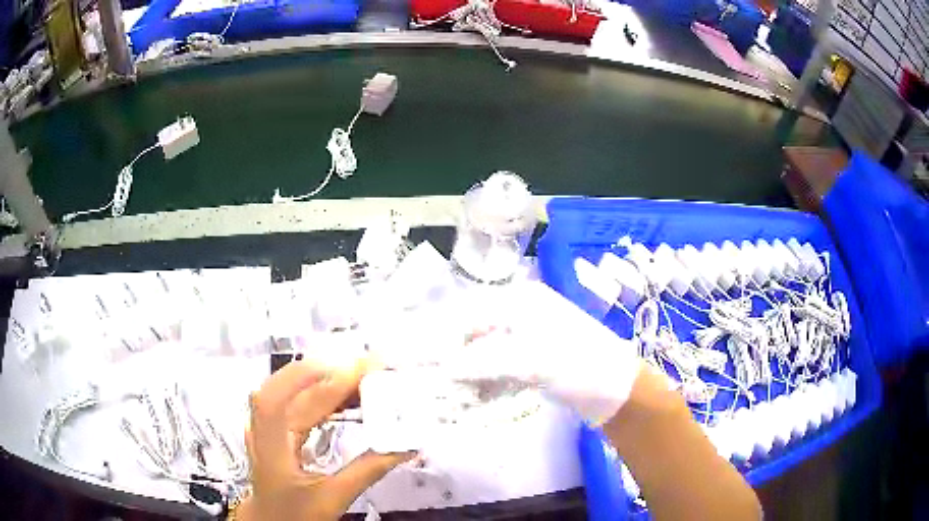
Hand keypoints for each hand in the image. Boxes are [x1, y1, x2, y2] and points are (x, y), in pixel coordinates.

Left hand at [238, 356, 413, 519]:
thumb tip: (404, 447)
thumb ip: (367, 470)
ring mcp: (267, 424)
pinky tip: (342, 397)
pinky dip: (321, 395)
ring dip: (328, 380)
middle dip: (336, 372)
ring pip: (296, 390)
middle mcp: (265, 424)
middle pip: (298, 386)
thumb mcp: (332, 497)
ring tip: (365, 378)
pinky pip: (297, 402)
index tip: (371, 368)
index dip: (337, 380)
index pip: (304, 399)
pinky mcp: (276, 429)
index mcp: (273, 440)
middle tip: (374, 367)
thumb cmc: (295, 514)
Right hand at [445, 281, 644, 424]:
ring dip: (468, 371)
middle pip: (476, 332)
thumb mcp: (531, 361)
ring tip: (449, 391)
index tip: (421, 358)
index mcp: (521, 301)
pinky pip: (499, 366)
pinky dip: (486, 380)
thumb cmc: (579, 365)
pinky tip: (475, 396)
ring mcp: (528, 337)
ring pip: (485, 351)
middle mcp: (522, 313)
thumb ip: (483, 361)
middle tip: (433, 378)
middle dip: (454, 356)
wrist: (617, 390)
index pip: (470, 313)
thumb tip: (442, 367)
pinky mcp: (533, 359)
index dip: (444, 335)